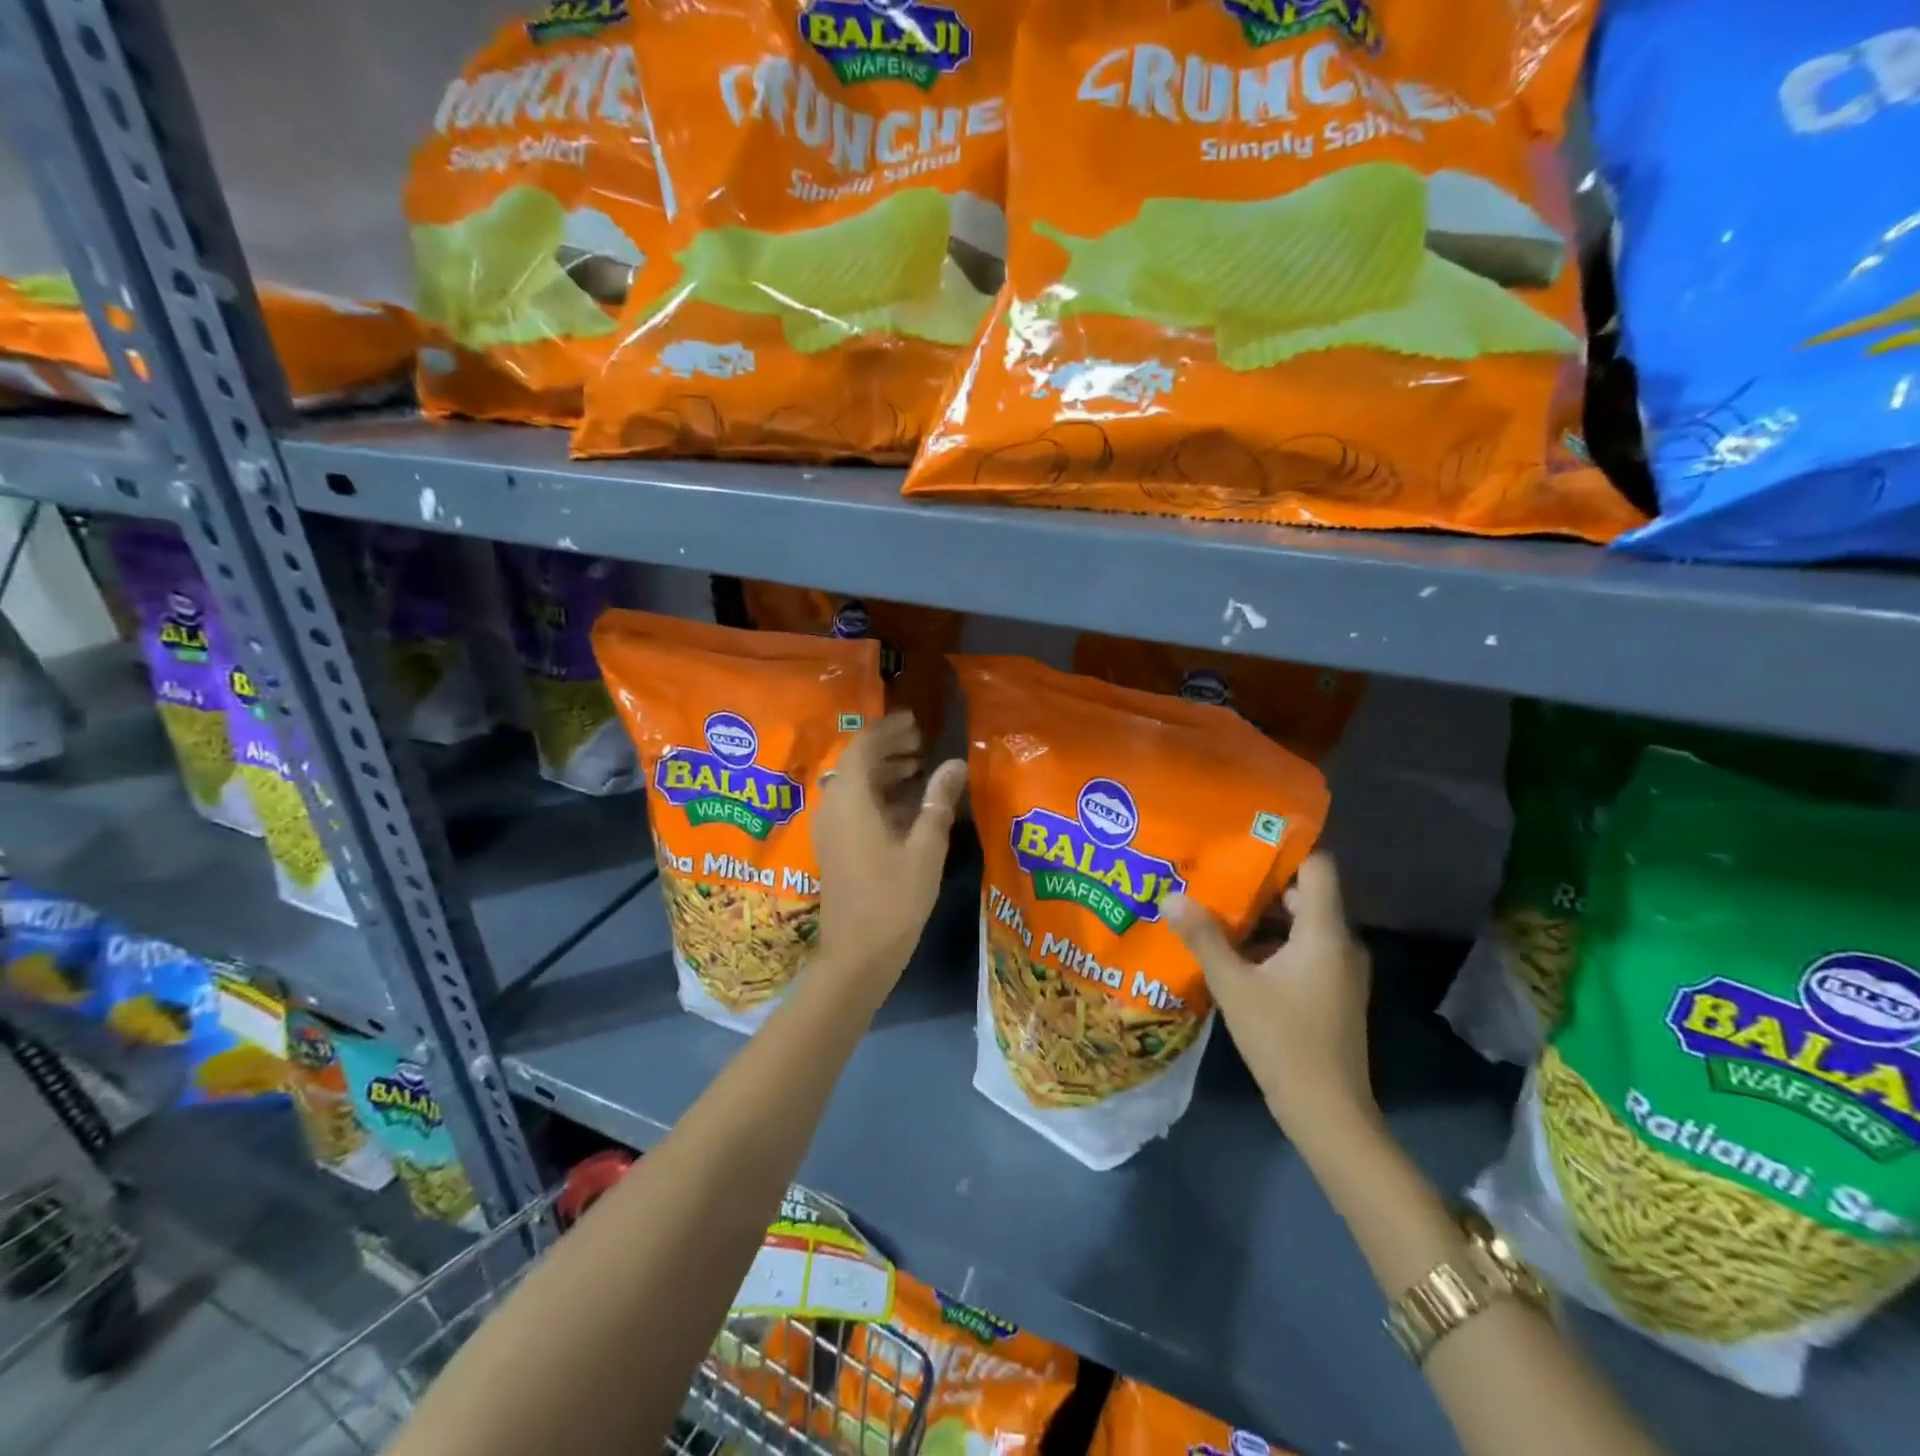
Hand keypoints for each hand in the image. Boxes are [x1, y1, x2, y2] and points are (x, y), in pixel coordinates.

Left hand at [812, 712, 967, 988]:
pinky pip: (854, 806)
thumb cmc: (894, 899)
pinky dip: (878, 795)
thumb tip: (955, 764)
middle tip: (922, 743)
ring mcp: (830, 829)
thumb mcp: (925, 848)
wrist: (857, 955)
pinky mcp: (835, 847)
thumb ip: (938, 802)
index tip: (915, 722)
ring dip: (884, 772)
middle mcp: (833, 807)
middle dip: (888, 749)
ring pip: (855, 785)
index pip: (864, 747)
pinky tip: (907, 804)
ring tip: (920, 769)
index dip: (888, 730)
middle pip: (856, 763)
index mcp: (850, 800)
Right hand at [1165, 854, 1374, 1134]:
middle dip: (1258, 884)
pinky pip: (1302, 949)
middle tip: (1213, 874)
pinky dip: (1270, 943)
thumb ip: (1203, 937)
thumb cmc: (1283, 1041)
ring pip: (1300, 924)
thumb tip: (1170, 896)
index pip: (1318, 866)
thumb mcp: (1234, 986)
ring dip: (1260, 917)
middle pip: (1303, 894)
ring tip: (1213, 908)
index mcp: (1324, 932)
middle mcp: (1340, 943)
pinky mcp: (1332, 991)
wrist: (1328, 1113)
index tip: (1242, 838)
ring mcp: (1339, 970)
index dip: (1284, 848)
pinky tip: (1231, 951)